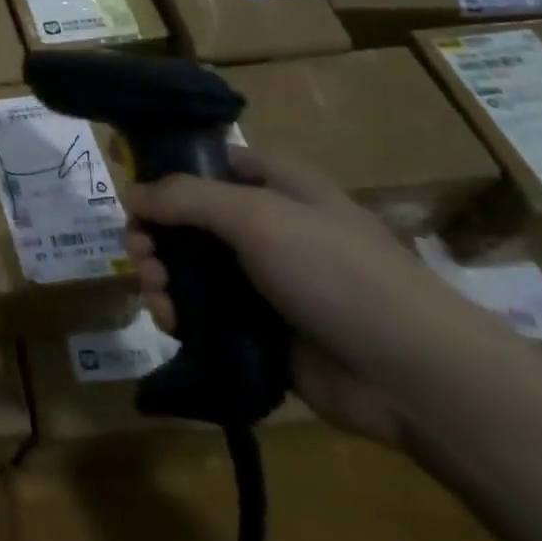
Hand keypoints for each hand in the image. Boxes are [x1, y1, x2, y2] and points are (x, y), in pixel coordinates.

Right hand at [122, 147, 485, 443]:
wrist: (411, 375)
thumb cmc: (336, 273)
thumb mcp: (256, 216)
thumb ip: (185, 198)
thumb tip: (130, 193)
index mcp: (276, 186)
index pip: (210, 164)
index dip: (168, 173)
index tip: (133, 195)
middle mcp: (267, 228)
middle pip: (189, 220)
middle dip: (155, 235)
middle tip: (141, 254)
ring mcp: (263, 282)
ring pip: (190, 269)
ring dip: (161, 276)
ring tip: (157, 294)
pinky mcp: (259, 330)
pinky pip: (203, 313)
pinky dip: (179, 314)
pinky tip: (171, 322)